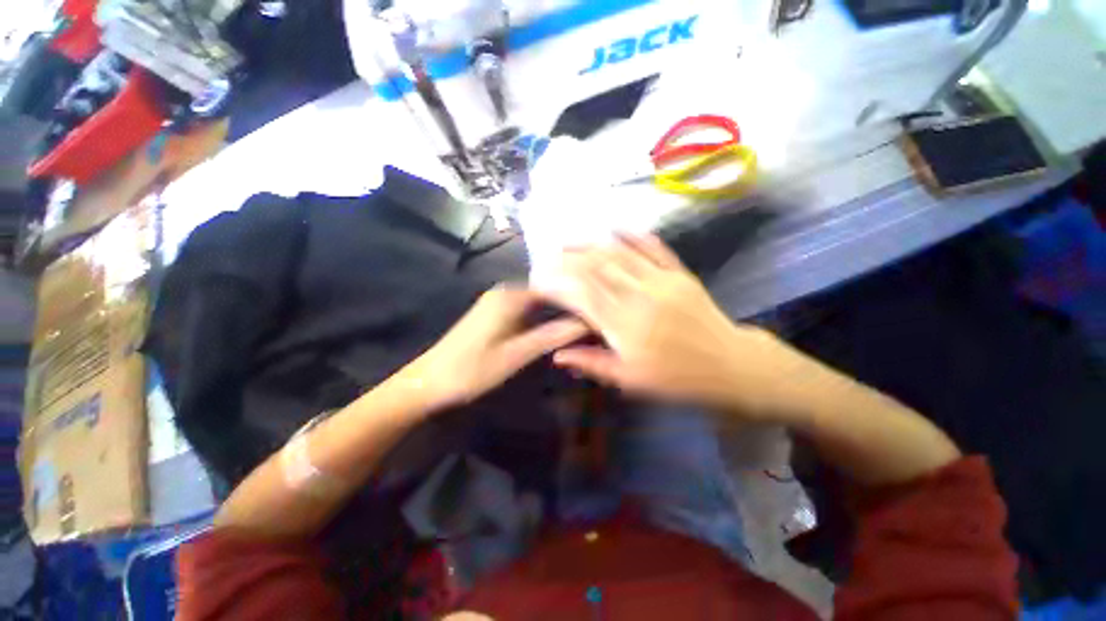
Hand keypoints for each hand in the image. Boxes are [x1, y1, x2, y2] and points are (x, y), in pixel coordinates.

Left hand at [403, 285, 588, 408]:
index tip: (600, 314)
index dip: (580, 299)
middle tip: (595, 321)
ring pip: (540, 300)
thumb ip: (554, 335)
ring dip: (559, 311)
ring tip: (584, 325)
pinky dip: (545, 316)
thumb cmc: (473, 369)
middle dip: (571, 305)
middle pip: (549, 291)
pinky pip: (529, 308)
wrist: (429, 382)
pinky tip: (558, 328)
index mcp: (512, 295)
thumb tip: (589, 322)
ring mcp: (499, 300)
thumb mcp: (518, 354)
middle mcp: (506, 290)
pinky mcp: (495, 311)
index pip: (557, 287)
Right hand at [547, 235, 812, 419]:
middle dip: (567, 258)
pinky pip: (653, 248)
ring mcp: (661, 281)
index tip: (540, 279)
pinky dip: (632, 235)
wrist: (730, 366)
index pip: (581, 294)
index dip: (557, 283)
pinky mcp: (679, 273)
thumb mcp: (631, 380)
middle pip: (596, 268)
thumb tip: (557, 355)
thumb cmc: (677, 378)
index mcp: (624, 327)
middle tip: (549, 255)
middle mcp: (639, 297)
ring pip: (619, 254)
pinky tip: (614, 227)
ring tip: (569, 240)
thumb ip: (592, 363)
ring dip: (591, 244)